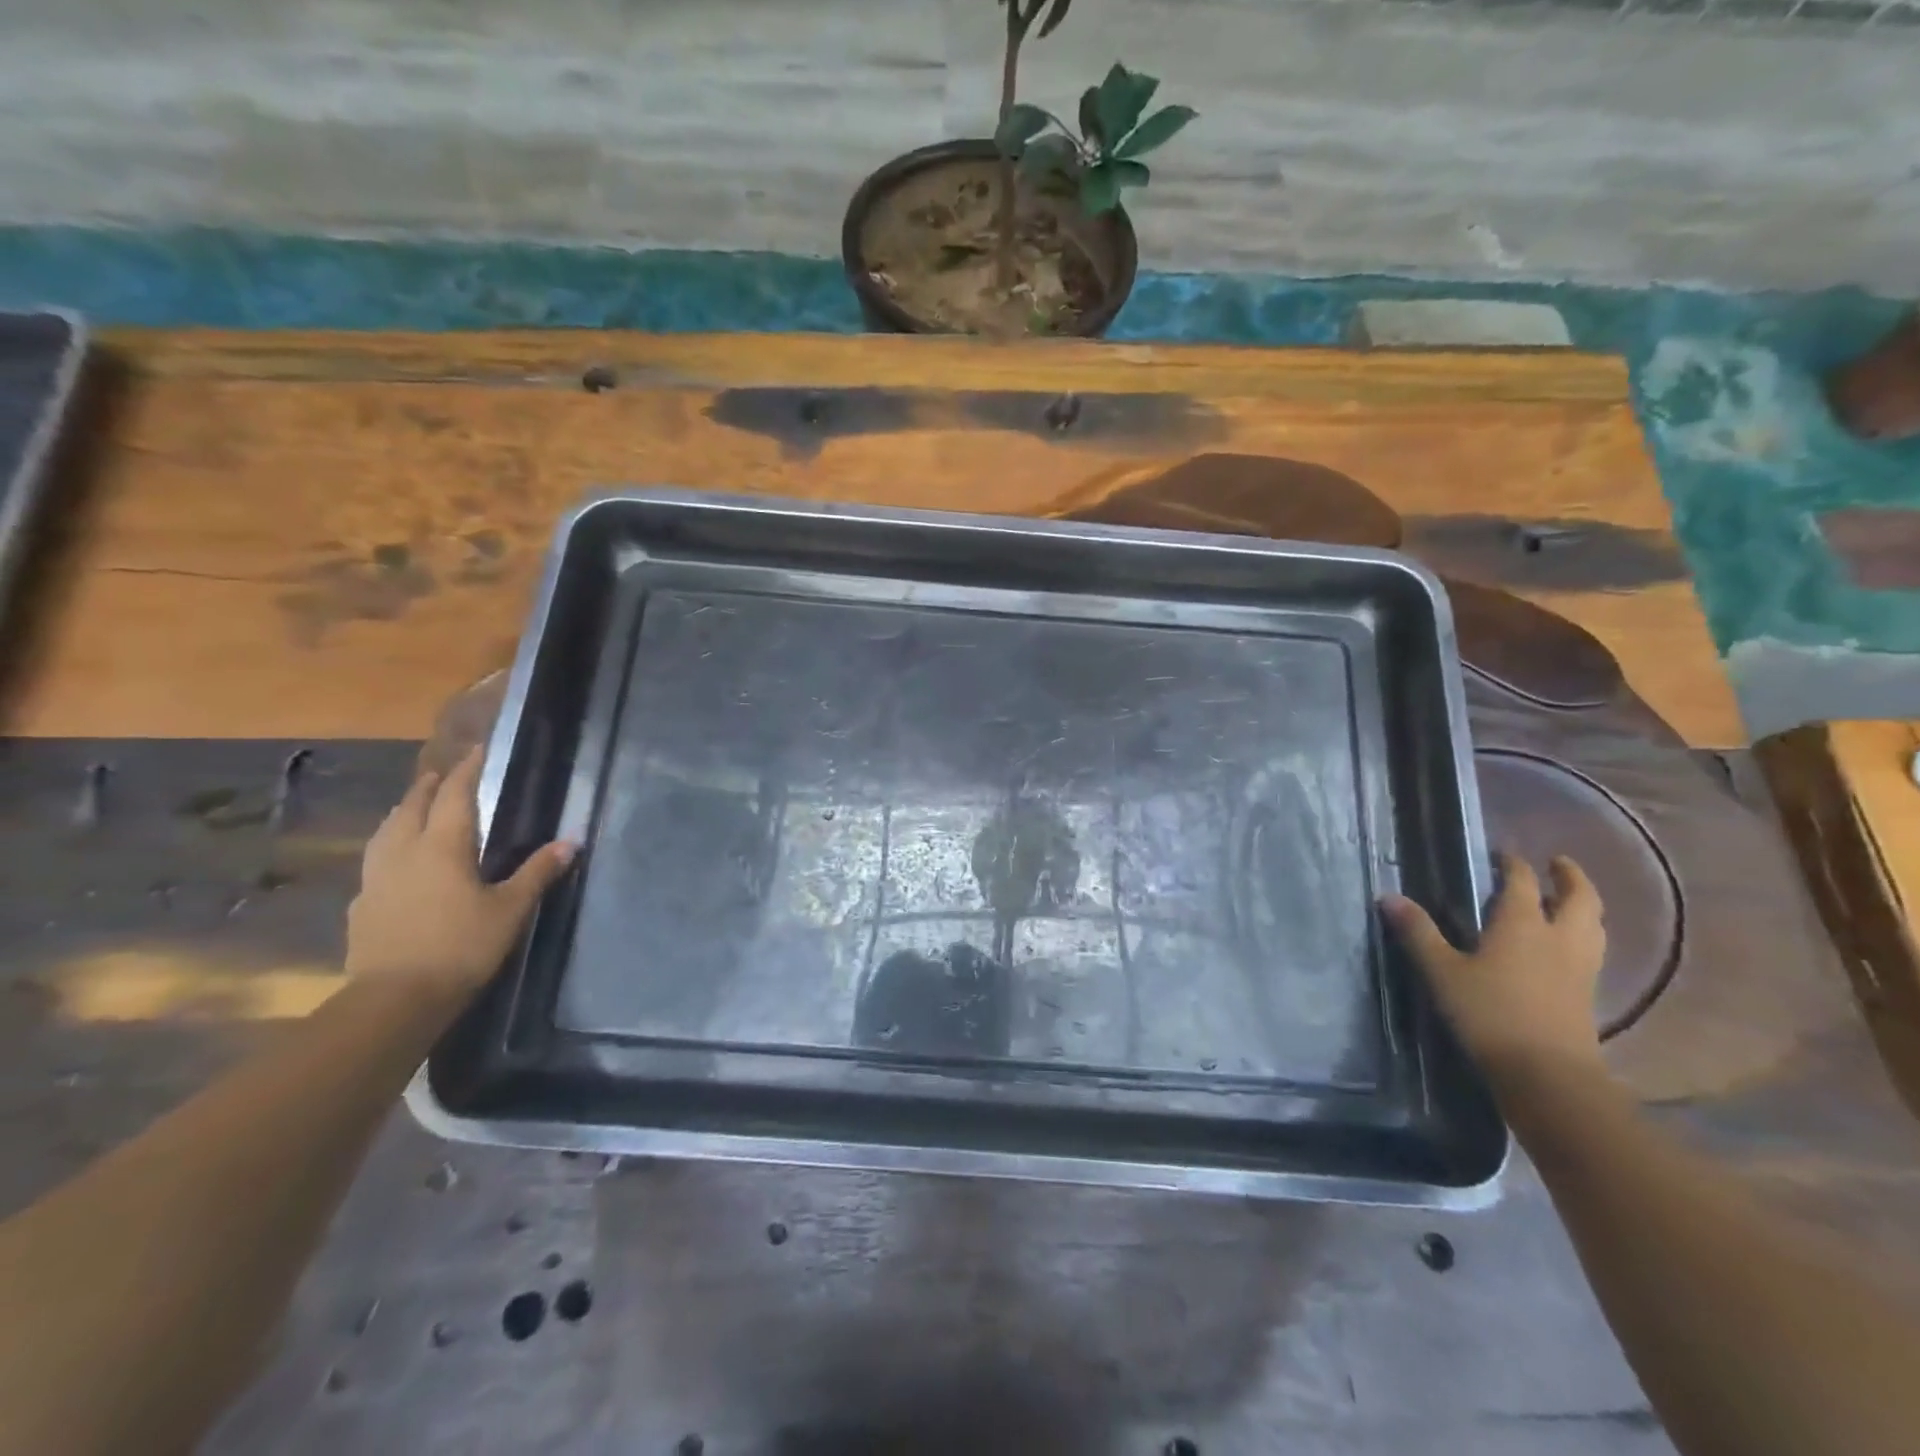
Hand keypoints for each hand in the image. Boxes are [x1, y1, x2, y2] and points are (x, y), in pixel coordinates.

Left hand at [346, 749, 574, 1001]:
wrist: (396, 999)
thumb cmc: (462, 946)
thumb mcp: (510, 909)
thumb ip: (537, 872)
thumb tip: (570, 841)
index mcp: (443, 846)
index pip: (455, 796)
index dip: (467, 771)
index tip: (477, 750)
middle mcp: (404, 852)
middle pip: (413, 807)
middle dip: (430, 787)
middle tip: (444, 774)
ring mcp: (376, 878)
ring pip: (387, 831)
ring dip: (403, 812)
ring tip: (415, 807)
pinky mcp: (362, 905)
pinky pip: (376, 861)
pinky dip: (389, 847)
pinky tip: (396, 863)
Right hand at [1382, 853, 1606, 1084]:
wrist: (1547, 1075)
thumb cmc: (1489, 1013)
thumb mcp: (1442, 972)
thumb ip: (1418, 933)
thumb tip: (1388, 897)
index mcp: (1522, 923)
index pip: (1521, 881)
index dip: (1512, 863)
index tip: (1502, 853)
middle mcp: (1559, 938)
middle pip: (1579, 898)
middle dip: (1570, 877)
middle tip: (1557, 864)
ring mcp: (1580, 968)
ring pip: (1593, 925)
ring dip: (1583, 906)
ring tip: (1567, 901)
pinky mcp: (1588, 996)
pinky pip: (1592, 951)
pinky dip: (1583, 936)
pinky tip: (1565, 947)